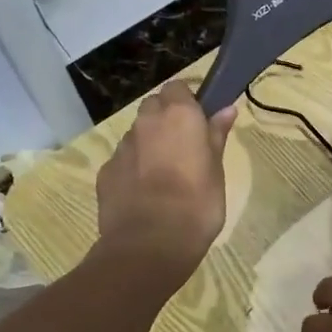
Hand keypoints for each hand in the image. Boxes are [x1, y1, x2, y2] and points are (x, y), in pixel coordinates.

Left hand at [95, 81, 236, 284]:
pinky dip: (133, 168)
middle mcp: (146, 123)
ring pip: (137, 134)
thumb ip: (217, 136)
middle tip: (183, 147)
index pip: (177, 87)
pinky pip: (123, 160)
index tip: (198, 121)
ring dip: (149, 144)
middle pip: (153, 106)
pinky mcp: (105, 172)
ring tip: (164, 175)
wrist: (150, 244)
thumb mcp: (216, 170)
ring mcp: (122, 147)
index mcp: (178, 116)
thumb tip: (226, 109)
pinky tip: (144, 194)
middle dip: (165, 118)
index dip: (186, 101)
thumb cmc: (197, 204)